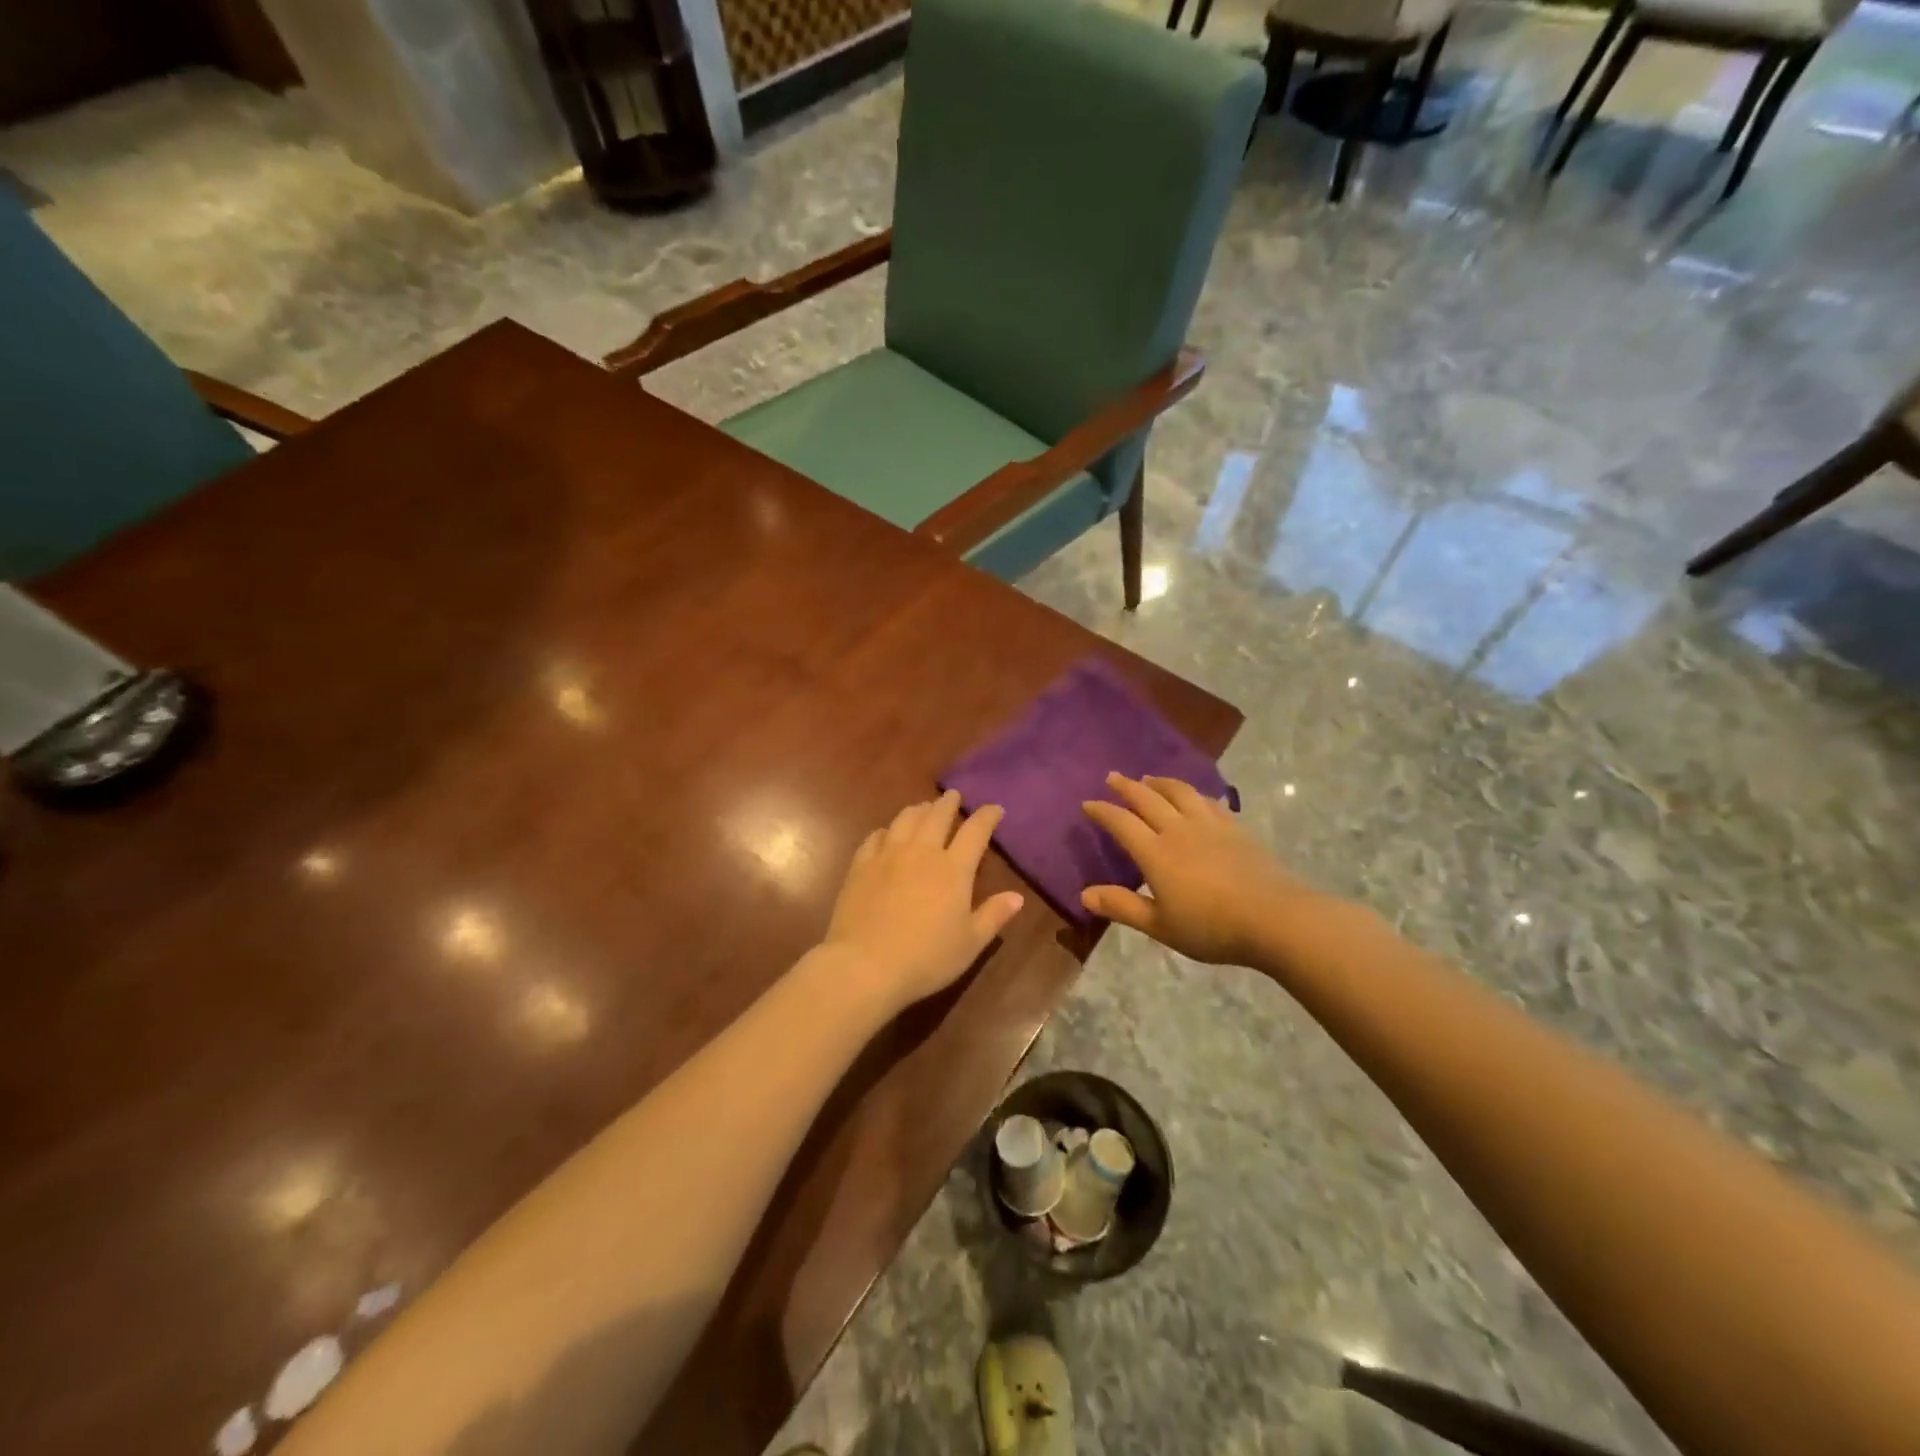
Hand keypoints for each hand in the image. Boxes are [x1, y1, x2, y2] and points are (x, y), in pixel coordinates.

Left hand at [822, 790, 1024, 1013]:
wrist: (865, 965)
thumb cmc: (926, 958)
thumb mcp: (970, 943)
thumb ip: (994, 916)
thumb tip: (1017, 897)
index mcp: (954, 869)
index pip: (975, 831)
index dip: (987, 816)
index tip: (994, 809)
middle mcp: (922, 852)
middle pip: (937, 816)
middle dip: (949, 803)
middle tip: (954, 796)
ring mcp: (888, 855)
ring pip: (906, 819)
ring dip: (919, 809)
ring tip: (924, 807)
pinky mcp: (861, 865)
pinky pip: (875, 836)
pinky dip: (887, 830)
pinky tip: (887, 833)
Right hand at [1081, 773, 1322, 966]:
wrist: (1274, 917)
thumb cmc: (1211, 926)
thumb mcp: (1160, 926)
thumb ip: (1123, 907)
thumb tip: (1084, 894)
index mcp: (1155, 852)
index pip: (1122, 822)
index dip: (1103, 811)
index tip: (1088, 803)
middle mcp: (1178, 830)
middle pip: (1147, 798)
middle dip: (1126, 786)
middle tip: (1112, 777)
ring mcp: (1209, 825)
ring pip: (1179, 792)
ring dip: (1160, 782)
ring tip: (1149, 778)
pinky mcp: (1235, 828)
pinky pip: (1208, 802)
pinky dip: (1193, 794)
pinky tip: (1194, 797)